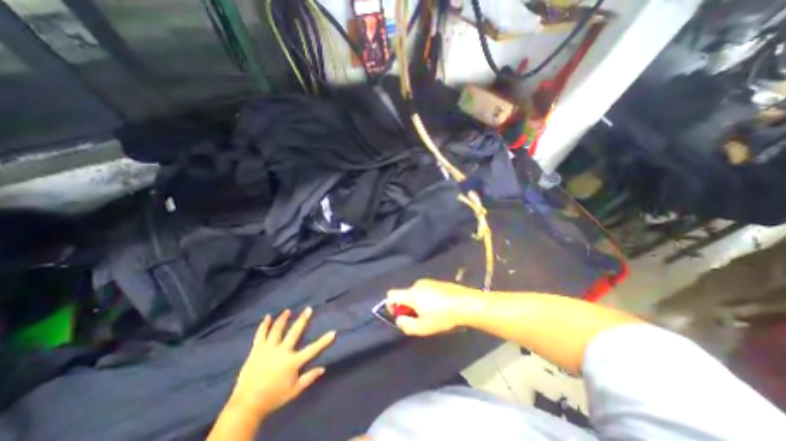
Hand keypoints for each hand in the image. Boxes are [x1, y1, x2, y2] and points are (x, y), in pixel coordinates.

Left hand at [230, 307, 335, 417]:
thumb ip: (309, 378)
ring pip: (277, 330)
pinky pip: (260, 335)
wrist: (247, 405)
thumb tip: (323, 368)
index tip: (333, 332)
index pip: (312, 349)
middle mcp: (282, 352)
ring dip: (283, 319)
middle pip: (294, 332)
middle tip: (308, 309)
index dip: (324, 341)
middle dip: (302, 320)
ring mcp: (268, 349)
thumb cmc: (273, 397)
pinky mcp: (257, 350)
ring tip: (288, 311)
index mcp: (292, 362)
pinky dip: (264, 325)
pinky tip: (267, 317)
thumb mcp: (294, 391)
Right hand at [385, 279, 475, 337]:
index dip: (390, 305)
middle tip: (418, 318)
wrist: (466, 303)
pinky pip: (425, 290)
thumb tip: (399, 319)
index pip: (391, 294)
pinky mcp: (438, 282)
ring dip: (417, 302)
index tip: (400, 315)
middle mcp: (418, 284)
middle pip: (405, 294)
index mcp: (411, 293)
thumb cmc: (443, 316)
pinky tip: (439, 306)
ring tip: (431, 313)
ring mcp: (429, 281)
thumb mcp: (423, 327)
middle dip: (407, 306)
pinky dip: (426, 298)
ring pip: (416, 292)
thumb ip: (406, 325)